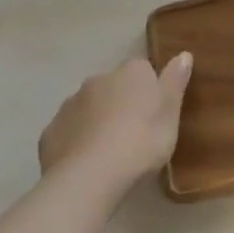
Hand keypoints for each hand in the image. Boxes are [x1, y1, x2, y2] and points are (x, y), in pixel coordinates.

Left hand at [38, 53, 192, 193]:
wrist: (89, 178)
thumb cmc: (141, 142)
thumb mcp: (170, 114)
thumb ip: (175, 82)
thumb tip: (183, 54)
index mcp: (131, 72)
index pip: (144, 70)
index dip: (149, 91)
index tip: (154, 114)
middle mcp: (98, 80)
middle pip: (114, 87)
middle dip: (121, 104)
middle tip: (133, 135)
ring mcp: (70, 105)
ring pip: (88, 108)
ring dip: (97, 121)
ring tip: (108, 153)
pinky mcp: (50, 132)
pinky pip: (68, 131)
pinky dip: (76, 141)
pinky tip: (84, 164)